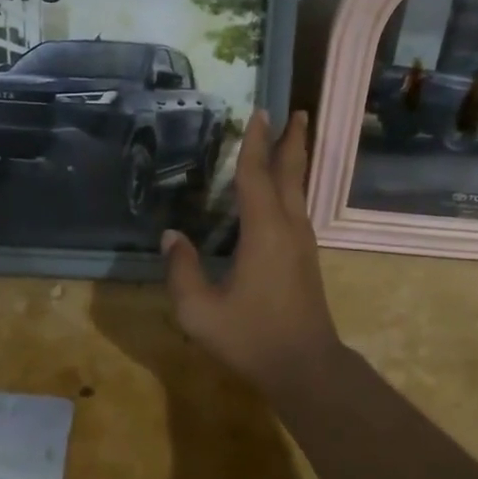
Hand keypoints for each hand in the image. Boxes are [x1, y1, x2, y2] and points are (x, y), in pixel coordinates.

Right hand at [162, 111, 344, 392]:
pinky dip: (292, 187)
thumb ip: (182, 271)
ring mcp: (302, 243)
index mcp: (264, 231)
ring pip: (300, 190)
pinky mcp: (306, 259)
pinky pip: (298, 208)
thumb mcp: (200, 311)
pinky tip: (283, 194)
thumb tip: (170, 236)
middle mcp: (289, 228)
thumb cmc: (252, 337)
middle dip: (293, 141)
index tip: (260, 112)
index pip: (256, 175)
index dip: (255, 143)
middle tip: (297, 111)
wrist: (306, 367)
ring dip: (296, 162)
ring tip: (294, 141)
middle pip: (291, 173)